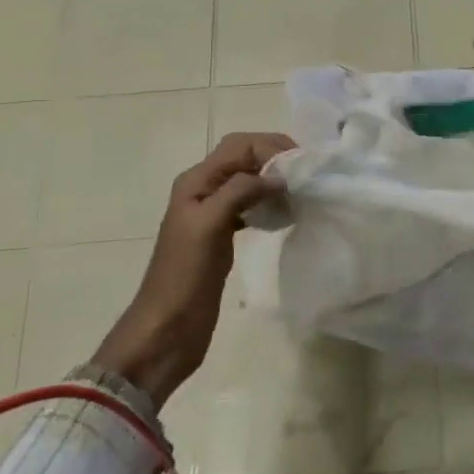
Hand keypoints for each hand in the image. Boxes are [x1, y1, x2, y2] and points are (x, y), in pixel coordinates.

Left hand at [90, 132, 293, 403]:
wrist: (167, 328)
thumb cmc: (185, 275)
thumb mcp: (210, 225)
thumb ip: (240, 192)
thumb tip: (277, 176)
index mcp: (196, 181)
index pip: (239, 146)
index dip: (271, 147)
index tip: (301, 166)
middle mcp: (204, 190)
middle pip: (244, 158)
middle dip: (275, 158)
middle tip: (306, 174)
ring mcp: (213, 213)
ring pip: (249, 181)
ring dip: (274, 180)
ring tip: (300, 193)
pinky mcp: (222, 235)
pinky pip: (249, 206)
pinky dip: (268, 203)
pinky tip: (285, 216)